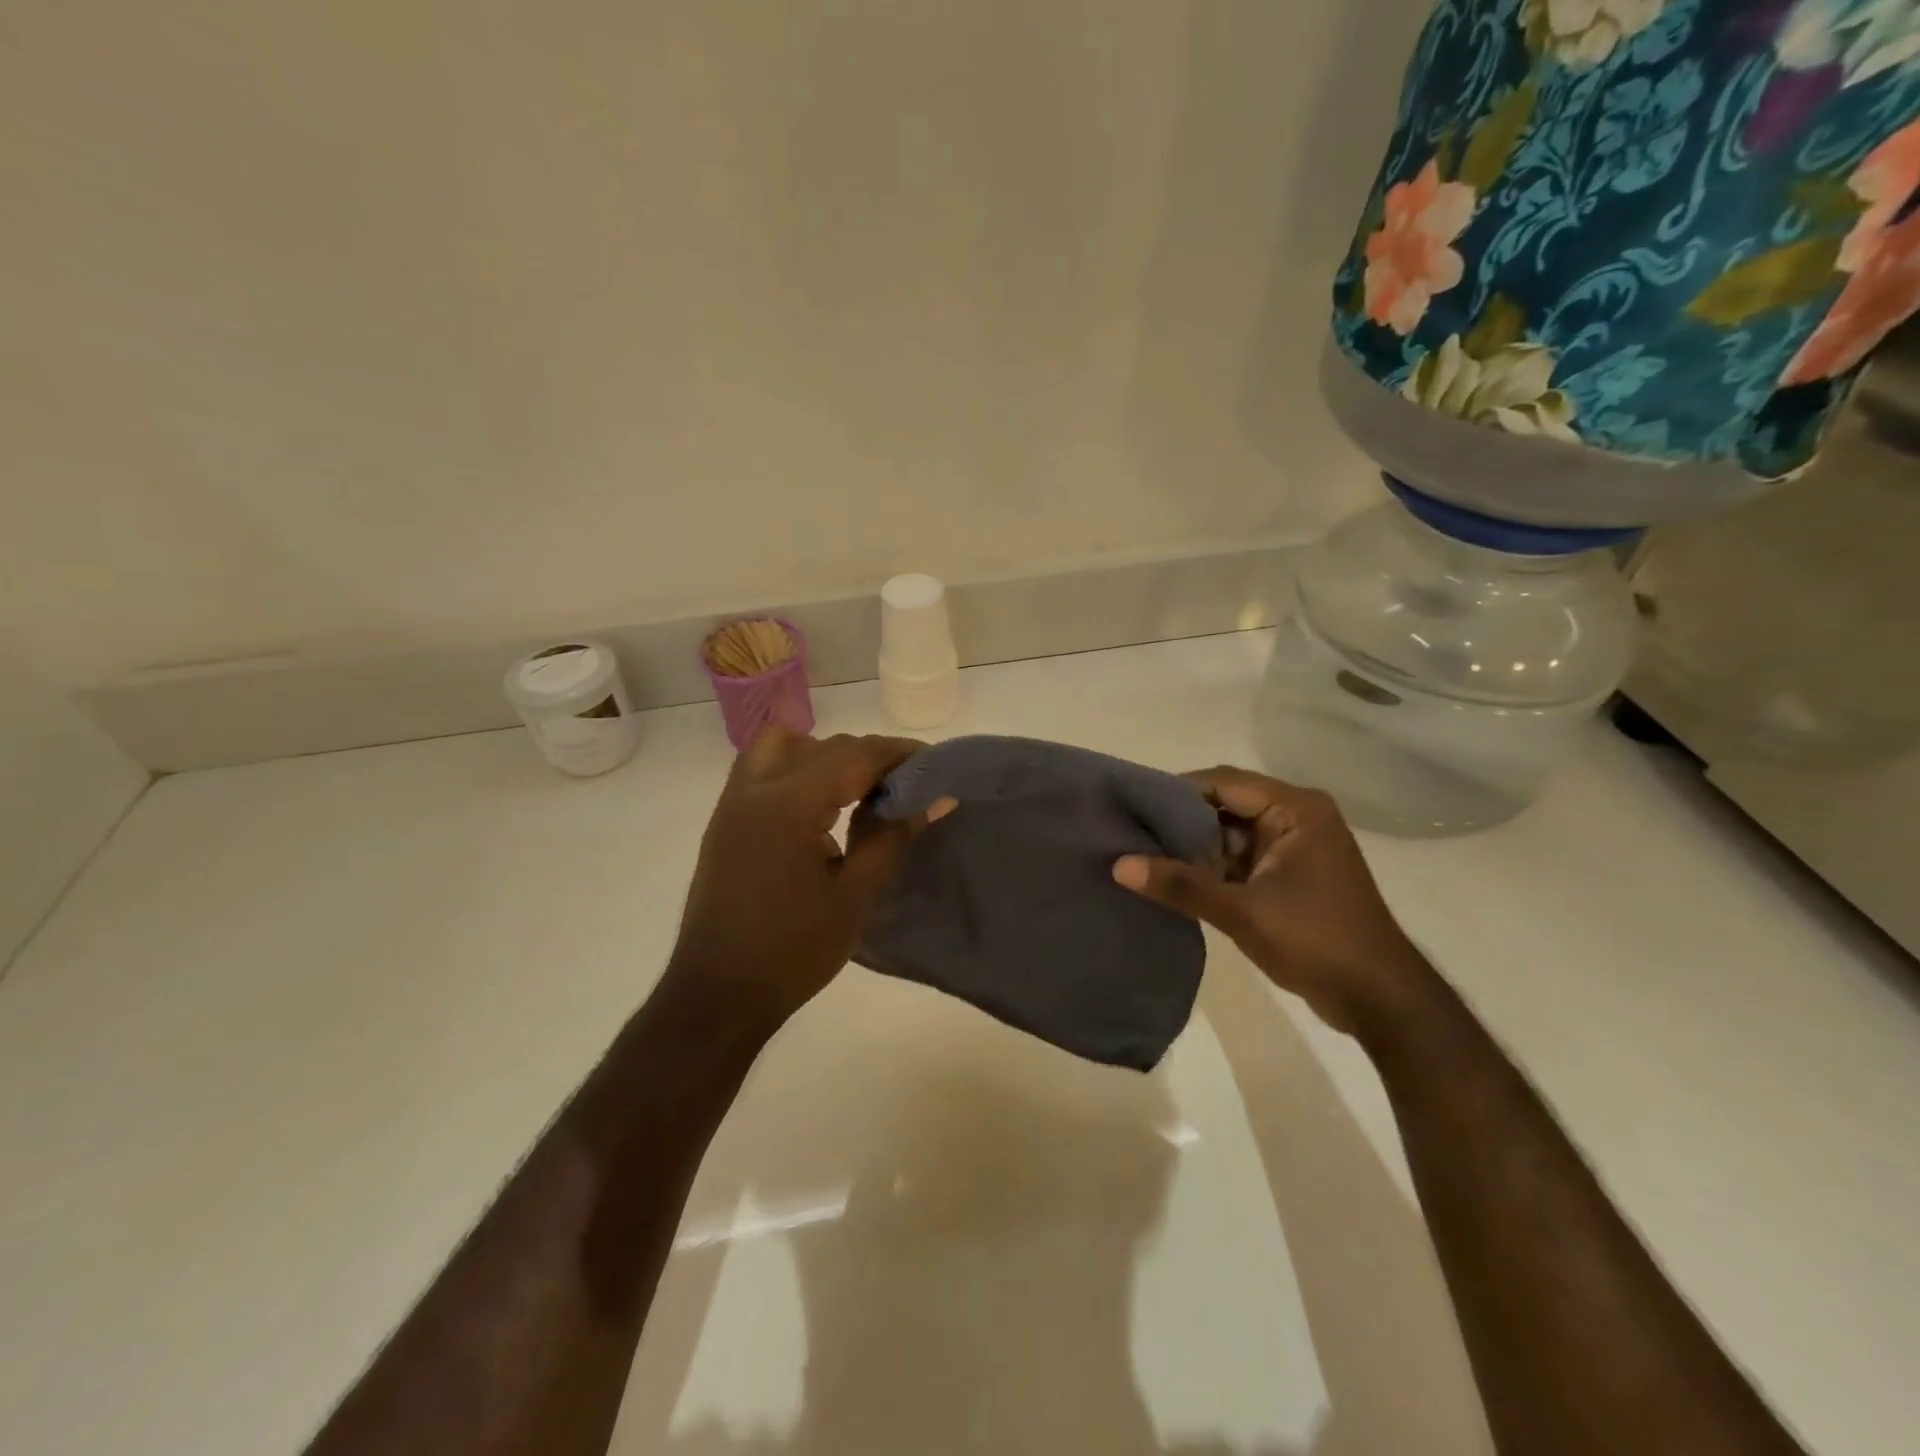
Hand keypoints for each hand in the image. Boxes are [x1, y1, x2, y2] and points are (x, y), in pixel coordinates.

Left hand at [667, 727, 941, 1032]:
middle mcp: (756, 790)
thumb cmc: (793, 951)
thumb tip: (937, 797)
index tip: (933, 764)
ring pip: (783, 746)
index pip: (854, 756)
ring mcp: (733, 803)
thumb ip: (893, 837)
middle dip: (868, 756)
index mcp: (789, 806)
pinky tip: (820, 810)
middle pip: (823, 747)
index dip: (898, 754)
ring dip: (824, 755)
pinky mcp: (725, 821)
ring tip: (856, 791)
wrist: (718, 995)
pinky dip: (796, 770)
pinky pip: (762, 770)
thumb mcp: (856, 896)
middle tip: (904, 786)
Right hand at [1112, 767, 1431, 1035]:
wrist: (1380, 999)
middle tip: (1131, 832)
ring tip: (1142, 853)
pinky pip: (1242, 856)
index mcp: (1295, 809)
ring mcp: (1295, 846)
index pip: (1223, 783)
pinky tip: (1174, 878)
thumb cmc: (1316, 941)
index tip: (1132, 807)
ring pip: (1231, 832)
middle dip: (1180, 821)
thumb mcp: (1241, 912)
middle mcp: (1297, 816)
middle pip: (1225, 804)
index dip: (1175, 792)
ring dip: (1194, 845)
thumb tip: (1119, 865)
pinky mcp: (1291, 873)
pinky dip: (1212, 866)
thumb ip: (1180, 884)